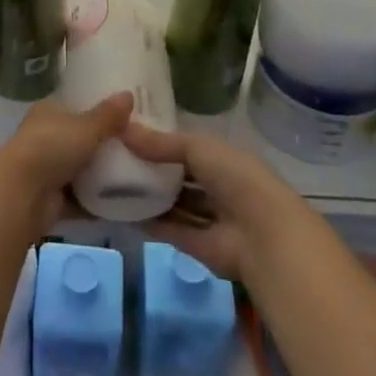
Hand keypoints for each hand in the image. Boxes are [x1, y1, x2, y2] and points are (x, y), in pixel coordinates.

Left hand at [0, 93, 133, 233]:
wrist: (22, 194)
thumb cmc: (52, 147)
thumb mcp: (86, 127)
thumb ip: (108, 115)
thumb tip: (129, 93)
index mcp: (49, 112)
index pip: (76, 107)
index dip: (99, 113)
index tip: (126, 120)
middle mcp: (45, 137)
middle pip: (80, 140)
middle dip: (103, 147)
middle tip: (137, 150)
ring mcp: (46, 169)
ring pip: (80, 171)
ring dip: (101, 177)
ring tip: (135, 177)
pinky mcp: (50, 199)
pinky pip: (79, 199)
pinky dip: (96, 202)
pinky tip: (122, 203)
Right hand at [119, 121, 309, 280]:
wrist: (263, 236)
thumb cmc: (235, 177)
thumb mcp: (198, 147)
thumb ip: (161, 142)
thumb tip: (122, 128)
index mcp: (223, 159)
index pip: (188, 147)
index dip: (161, 140)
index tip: (128, 133)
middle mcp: (217, 187)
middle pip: (179, 177)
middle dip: (153, 169)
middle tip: (114, 158)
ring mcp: (209, 218)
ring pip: (174, 204)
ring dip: (149, 196)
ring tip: (112, 184)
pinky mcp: (198, 246)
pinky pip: (170, 229)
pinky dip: (149, 222)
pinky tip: (122, 212)